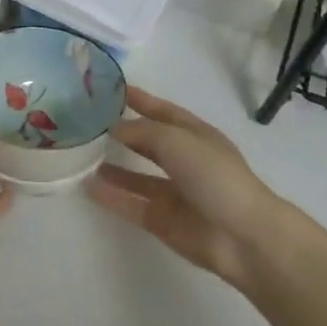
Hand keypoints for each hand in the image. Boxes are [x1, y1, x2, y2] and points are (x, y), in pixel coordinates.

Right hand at [88, 88, 285, 287]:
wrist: (242, 236)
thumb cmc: (215, 177)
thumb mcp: (177, 141)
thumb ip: (143, 132)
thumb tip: (114, 128)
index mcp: (196, 136)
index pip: (163, 112)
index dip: (141, 100)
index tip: (112, 89)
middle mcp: (185, 161)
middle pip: (149, 143)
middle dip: (124, 133)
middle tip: (90, 124)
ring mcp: (174, 193)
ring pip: (137, 176)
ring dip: (114, 168)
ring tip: (84, 158)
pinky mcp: (163, 220)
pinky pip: (131, 204)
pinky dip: (111, 196)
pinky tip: (88, 187)